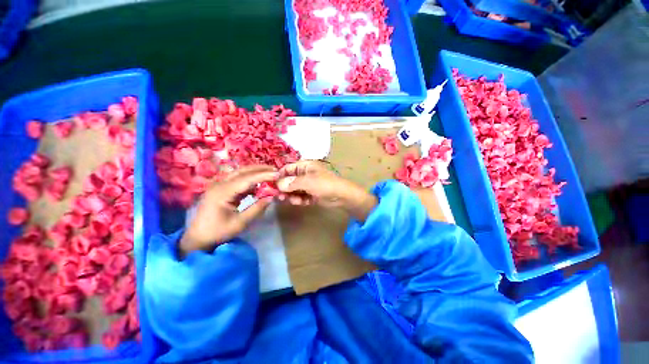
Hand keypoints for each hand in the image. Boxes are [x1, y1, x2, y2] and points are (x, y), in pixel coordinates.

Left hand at [180, 165, 278, 256]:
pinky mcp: (221, 189)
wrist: (197, 238)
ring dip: (256, 172)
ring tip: (270, 174)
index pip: (247, 179)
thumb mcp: (240, 223)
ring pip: (240, 173)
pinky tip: (259, 184)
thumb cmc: (218, 232)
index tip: (278, 174)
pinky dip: (250, 180)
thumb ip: (257, 208)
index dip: (263, 175)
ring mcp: (219, 185)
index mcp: (222, 192)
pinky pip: (238, 180)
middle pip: (242, 171)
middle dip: (260, 169)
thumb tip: (272, 197)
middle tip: (276, 170)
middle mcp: (219, 184)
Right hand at [276, 160, 376, 220]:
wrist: (341, 196)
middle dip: (285, 188)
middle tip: (279, 196)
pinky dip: (300, 199)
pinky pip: (301, 196)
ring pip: (294, 189)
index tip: (271, 184)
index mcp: (305, 166)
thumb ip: (292, 183)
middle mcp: (306, 174)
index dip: (279, 175)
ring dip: (292, 195)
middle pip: (290, 180)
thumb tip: (278, 184)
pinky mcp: (312, 194)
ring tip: (292, 200)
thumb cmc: (325, 184)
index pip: (288, 168)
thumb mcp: (308, 182)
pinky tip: (301, 202)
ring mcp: (309, 185)